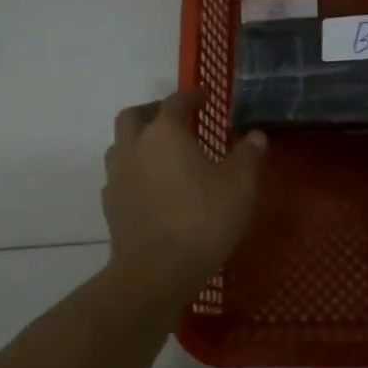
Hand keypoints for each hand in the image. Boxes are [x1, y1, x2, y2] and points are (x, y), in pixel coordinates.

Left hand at [103, 92, 266, 292]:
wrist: (156, 271)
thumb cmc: (202, 219)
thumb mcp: (239, 185)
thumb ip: (247, 156)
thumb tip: (256, 136)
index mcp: (164, 133)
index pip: (175, 102)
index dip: (191, 96)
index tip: (204, 96)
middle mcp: (134, 146)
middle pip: (134, 116)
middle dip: (153, 111)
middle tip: (174, 118)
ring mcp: (117, 176)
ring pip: (120, 145)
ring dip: (138, 141)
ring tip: (161, 152)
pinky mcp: (110, 205)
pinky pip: (119, 177)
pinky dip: (133, 172)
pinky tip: (150, 186)